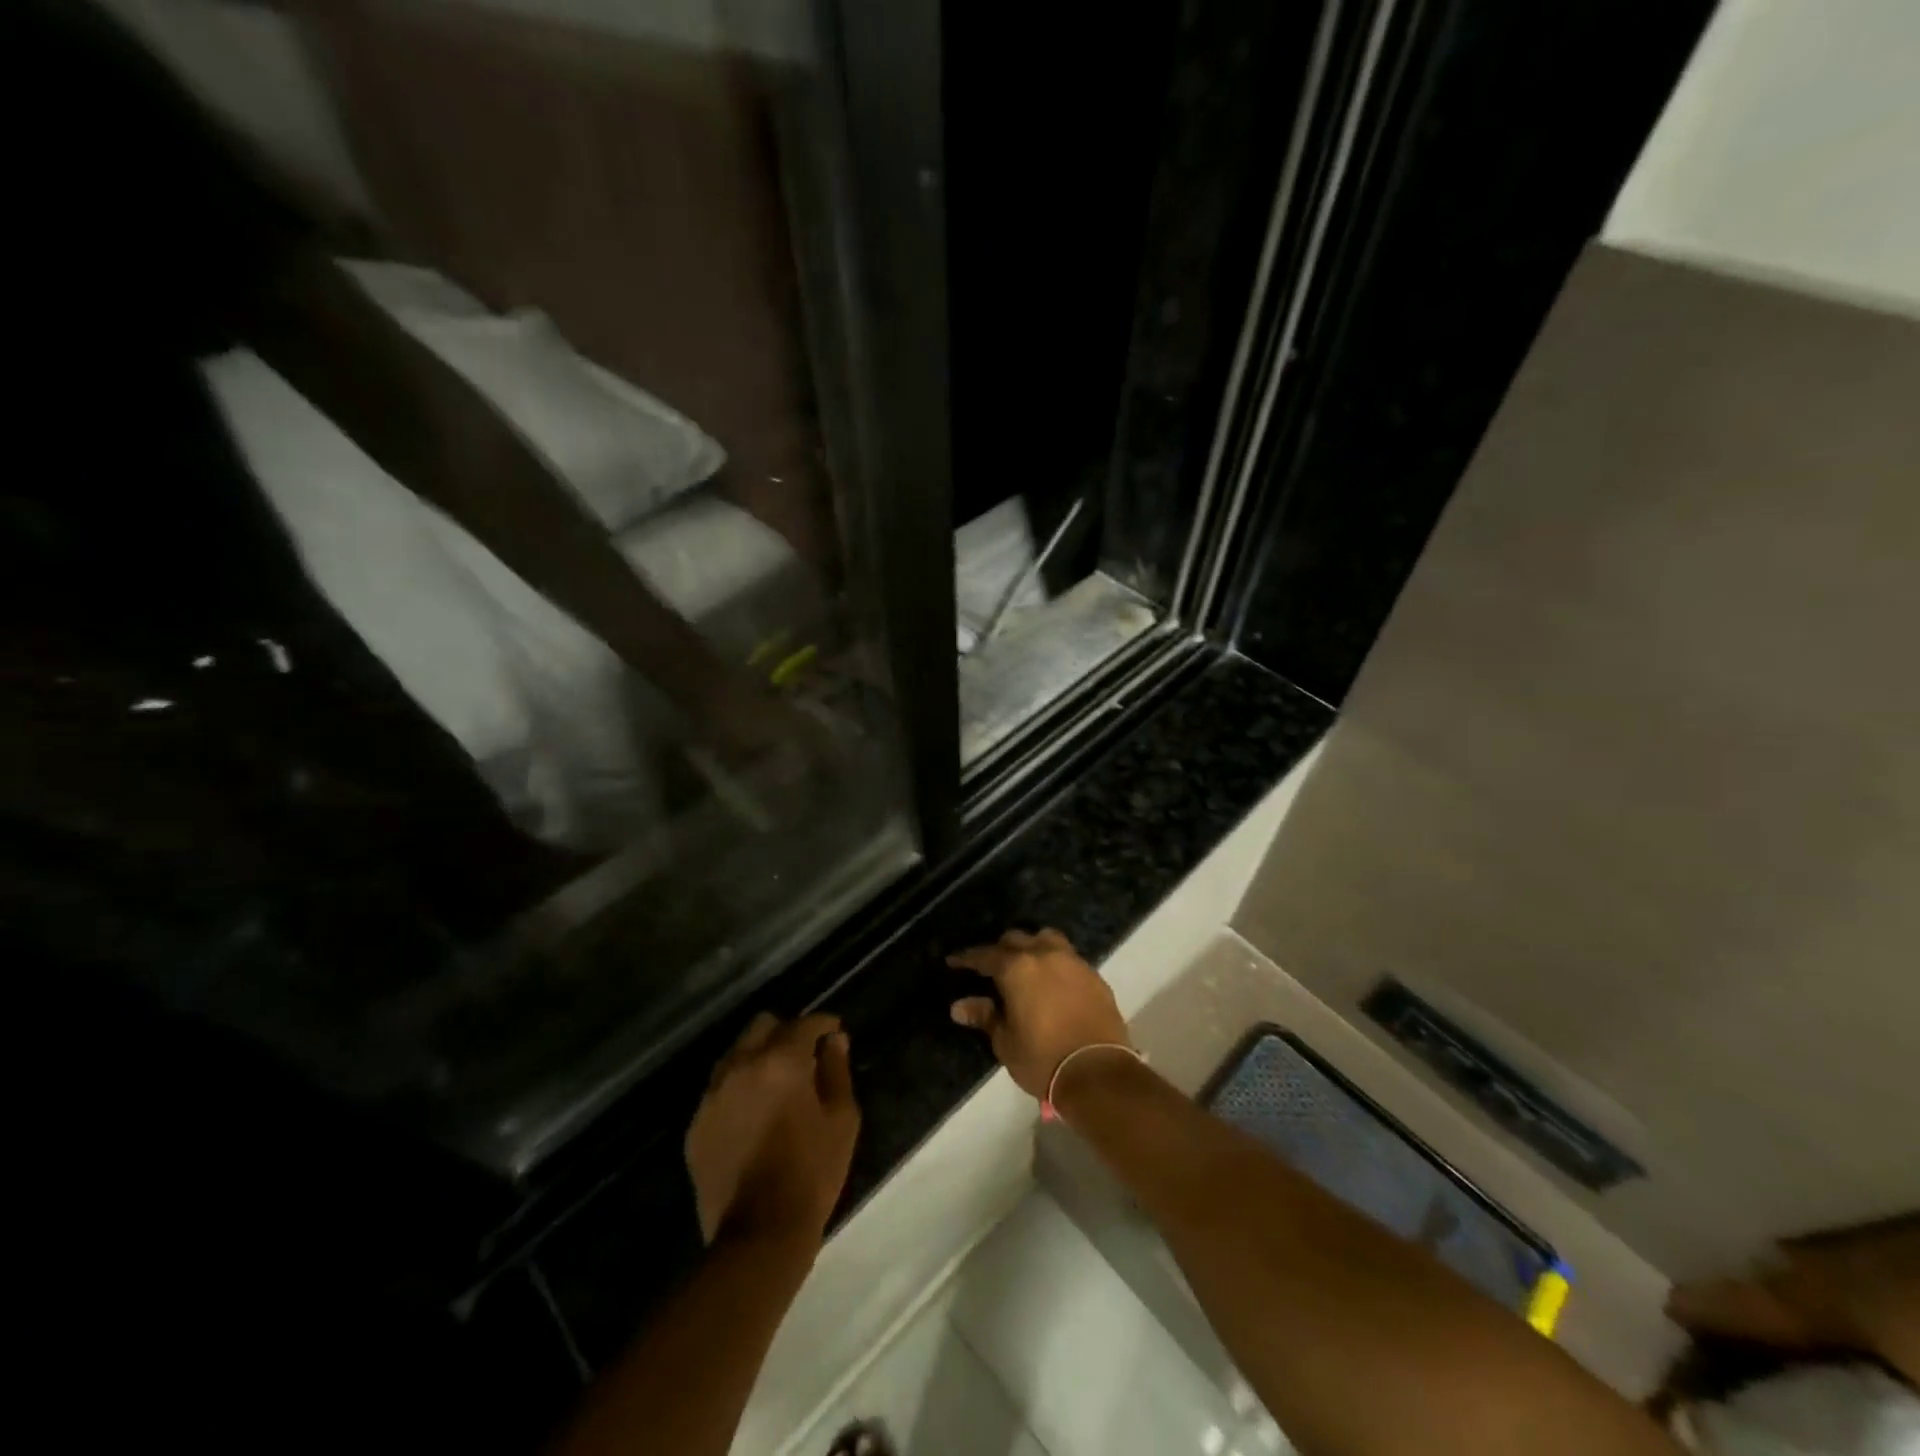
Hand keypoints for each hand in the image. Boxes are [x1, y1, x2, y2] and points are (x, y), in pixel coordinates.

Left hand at [685, 1012, 859, 1245]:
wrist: (758, 1235)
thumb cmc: (811, 1172)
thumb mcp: (841, 1119)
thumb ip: (837, 1071)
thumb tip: (835, 1041)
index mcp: (780, 1061)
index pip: (804, 1024)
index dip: (823, 1024)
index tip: (834, 1031)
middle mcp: (741, 1066)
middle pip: (761, 1025)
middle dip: (785, 1032)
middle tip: (803, 1055)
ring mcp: (713, 1095)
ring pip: (735, 1053)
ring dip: (757, 1056)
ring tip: (774, 1082)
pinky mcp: (696, 1124)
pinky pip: (718, 1089)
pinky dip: (737, 1088)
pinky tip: (752, 1112)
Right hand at [945, 928, 1130, 1098]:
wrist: (1097, 1072)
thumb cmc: (1042, 1059)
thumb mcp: (1006, 1042)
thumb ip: (985, 1017)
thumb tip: (959, 1006)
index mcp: (1017, 968)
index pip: (985, 955)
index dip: (967, 959)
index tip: (954, 961)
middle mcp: (1044, 955)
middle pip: (1016, 940)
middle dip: (1000, 950)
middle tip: (990, 967)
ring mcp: (1073, 962)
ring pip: (1047, 940)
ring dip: (1032, 947)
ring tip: (1025, 965)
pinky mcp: (1094, 976)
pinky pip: (1068, 959)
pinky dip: (1055, 963)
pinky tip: (1052, 982)